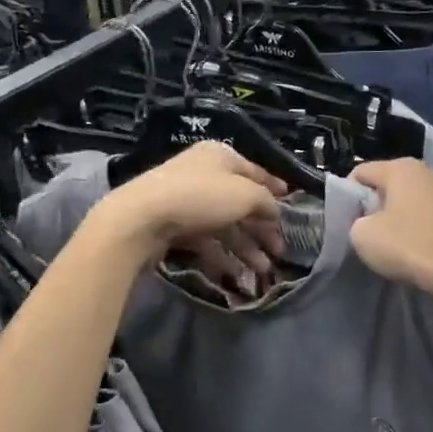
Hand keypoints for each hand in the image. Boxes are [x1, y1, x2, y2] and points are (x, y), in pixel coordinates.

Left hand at [89, 142, 287, 283]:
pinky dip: (222, 256)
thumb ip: (266, 202)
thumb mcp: (245, 195)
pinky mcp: (173, 225)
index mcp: (221, 156)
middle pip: (241, 202)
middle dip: (262, 229)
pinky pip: (205, 240)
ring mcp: (187, 200)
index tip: (291, 205)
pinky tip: (236, 275)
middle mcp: (204, 174)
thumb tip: (274, 211)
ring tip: (263, 271)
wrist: (141, 218)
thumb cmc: (200, 197)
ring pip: (225, 225)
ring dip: (246, 248)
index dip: (275, 189)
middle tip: (280, 252)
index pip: (256, 172)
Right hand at [348, 159, 432, 303]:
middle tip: (376, 234)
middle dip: (382, 205)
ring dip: (412, 216)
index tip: (349, 220)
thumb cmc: (409, 247)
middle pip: (395, 185)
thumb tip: (368, 221)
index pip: (362, 172)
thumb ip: (358, 221)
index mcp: (402, 169)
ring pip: (423, 201)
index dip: (349, 195)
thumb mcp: (363, 236)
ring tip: (408, 245)